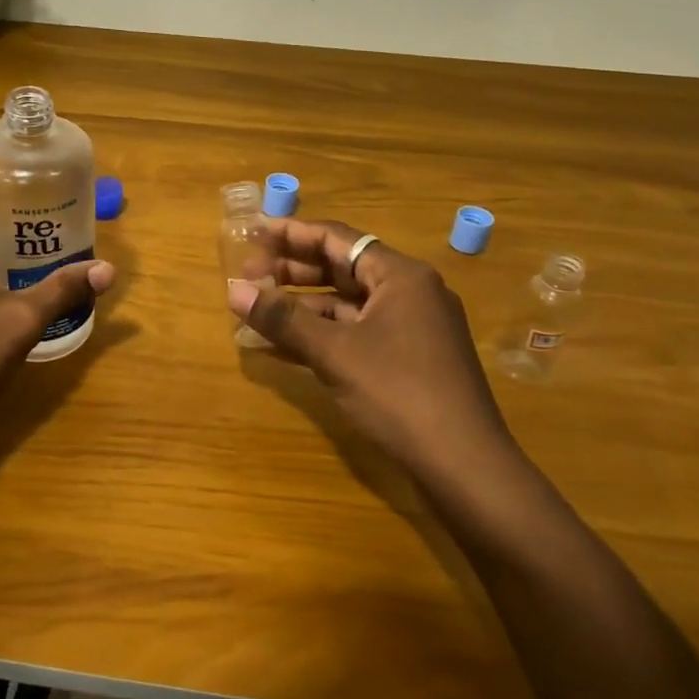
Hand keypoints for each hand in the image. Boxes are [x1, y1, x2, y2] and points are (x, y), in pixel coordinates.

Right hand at [227, 219, 514, 473]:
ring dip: (302, 307)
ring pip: (347, 304)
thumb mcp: (334, 352)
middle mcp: (409, 292)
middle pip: (342, 268)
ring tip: (257, 312)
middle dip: (292, 272)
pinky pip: (356, 333)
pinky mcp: (408, 359)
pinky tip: (283, 347)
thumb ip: (283, 318)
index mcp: (400, 276)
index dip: (291, 234)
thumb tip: (233, 290)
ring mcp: (412, 328)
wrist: (465, 465)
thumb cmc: (400, 394)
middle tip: (247, 278)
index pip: (337, 239)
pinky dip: (321, 335)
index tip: (253, 233)